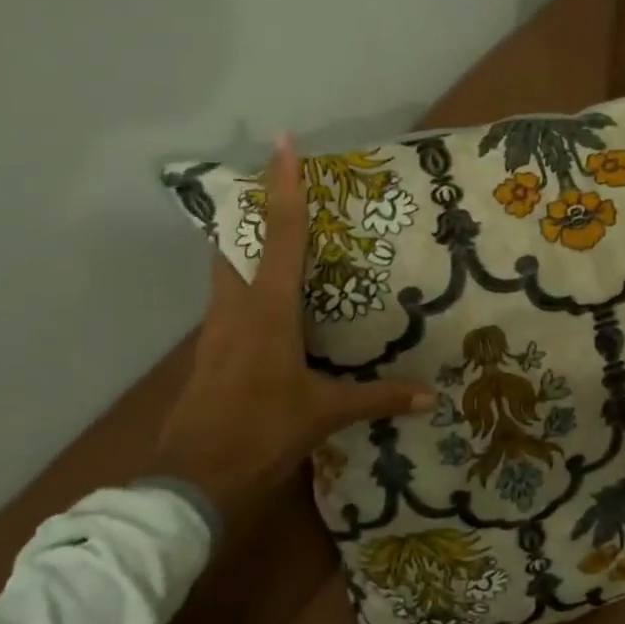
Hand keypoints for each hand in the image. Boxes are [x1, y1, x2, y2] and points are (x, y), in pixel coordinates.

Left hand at [152, 136, 434, 519]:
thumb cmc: (261, 433)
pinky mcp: (209, 352)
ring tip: (282, 240)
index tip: (282, 144)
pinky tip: (270, 305)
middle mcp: (235, 309)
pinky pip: (228, 302)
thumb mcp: (324, 413)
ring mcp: (215, 331)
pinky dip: (246, 286)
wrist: (192, 479)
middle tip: (281, 189)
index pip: (280, 237)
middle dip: (255, 210)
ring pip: (227, 271)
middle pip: (237, 242)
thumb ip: (378, 399)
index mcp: (267, 312)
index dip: (283, 188)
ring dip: (248, 247)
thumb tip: (431, 397)